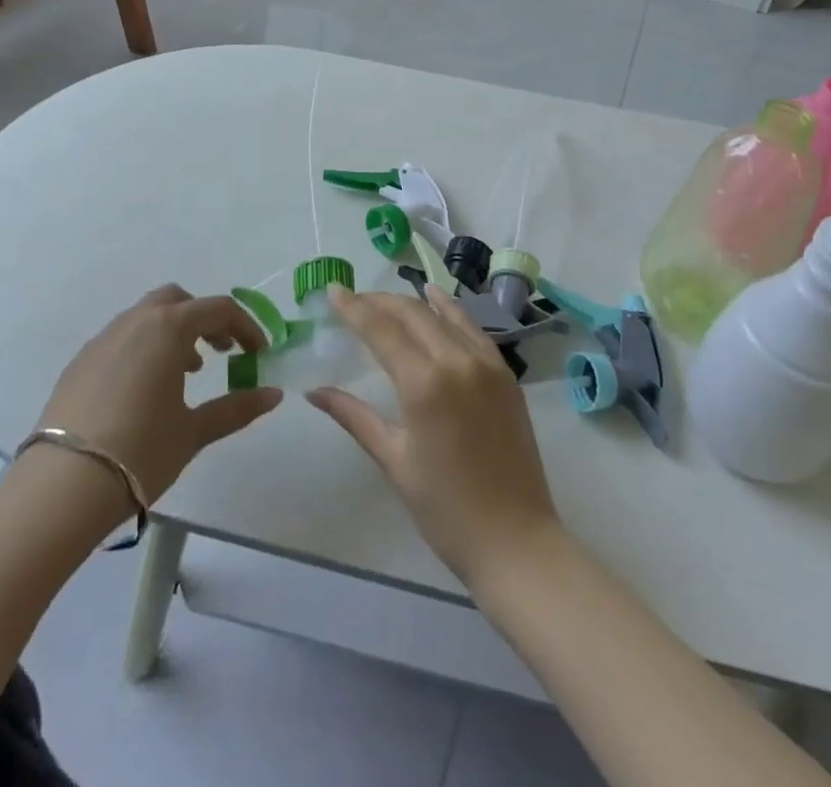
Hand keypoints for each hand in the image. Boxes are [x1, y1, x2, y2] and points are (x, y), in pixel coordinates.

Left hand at [37, 285, 282, 501]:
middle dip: (204, 319)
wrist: (62, 487)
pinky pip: (121, 338)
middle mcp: (135, 322)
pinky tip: (144, 390)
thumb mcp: (194, 431)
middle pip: (178, 300)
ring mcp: (102, 339)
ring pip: (146, 316)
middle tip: (220, 353)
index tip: (258, 354)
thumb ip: (237, 408)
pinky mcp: (80, 362)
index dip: (245, 327)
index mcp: (168, 328)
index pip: (218, 310)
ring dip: (173, 333)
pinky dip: (144, 348)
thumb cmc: (140, 452)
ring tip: (185, 373)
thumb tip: (274, 394)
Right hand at [308, 284, 563, 584]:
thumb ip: (354, 417)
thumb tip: (314, 392)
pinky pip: (472, 329)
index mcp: (424, 384)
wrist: (516, 540)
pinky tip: (437, 299)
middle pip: (412, 314)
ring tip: (386, 299)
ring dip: (412, 302)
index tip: (333, 290)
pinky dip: (450, 310)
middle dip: (379, 302)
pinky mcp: (505, 374)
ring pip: (444, 314)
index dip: (354, 308)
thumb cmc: (445, 510)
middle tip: (353, 300)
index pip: (382, 330)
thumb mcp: (394, 460)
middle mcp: (456, 361)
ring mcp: (486, 364)